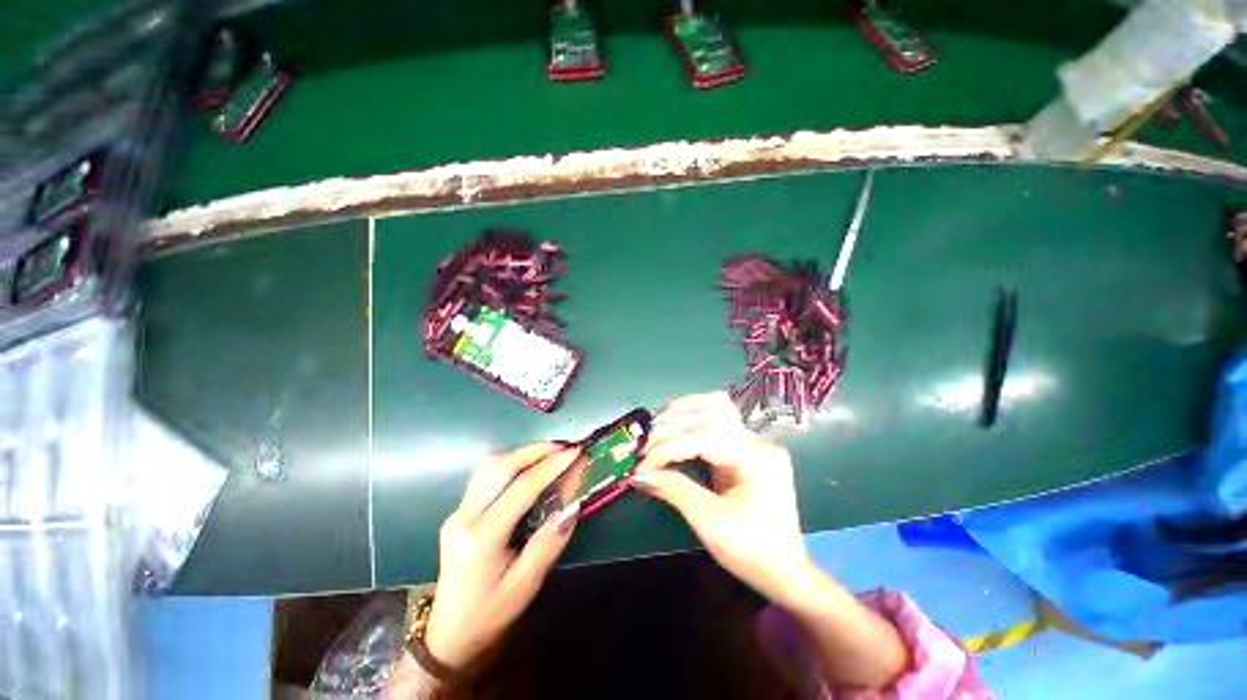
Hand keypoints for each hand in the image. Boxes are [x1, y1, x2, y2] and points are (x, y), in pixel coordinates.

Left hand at [424, 443, 580, 669]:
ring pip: (489, 465)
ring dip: (522, 453)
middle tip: (566, 447)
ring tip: (550, 453)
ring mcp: (457, 512)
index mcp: (481, 537)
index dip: (552, 466)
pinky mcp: (458, 512)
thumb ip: (549, 543)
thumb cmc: (490, 616)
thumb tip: (573, 505)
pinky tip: (527, 468)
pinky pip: (484, 475)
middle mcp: (464, 517)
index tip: (577, 452)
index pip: (522, 488)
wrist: (449, 637)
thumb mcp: (525, 587)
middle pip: (501, 467)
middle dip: (536, 450)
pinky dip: (509, 463)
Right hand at [633, 392, 806, 602]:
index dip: (669, 447)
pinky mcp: (743, 447)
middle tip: (645, 448)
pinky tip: (673, 428)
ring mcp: (752, 442)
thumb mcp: (710, 523)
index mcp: (757, 459)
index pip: (705, 437)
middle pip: (711, 413)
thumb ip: (675, 491)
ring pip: (715, 407)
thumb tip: (639, 474)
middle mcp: (757, 442)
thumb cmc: (751, 551)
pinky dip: (691, 420)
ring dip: (682, 413)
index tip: (642, 464)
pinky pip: (715, 421)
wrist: (783, 570)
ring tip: (656, 429)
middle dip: (672, 427)